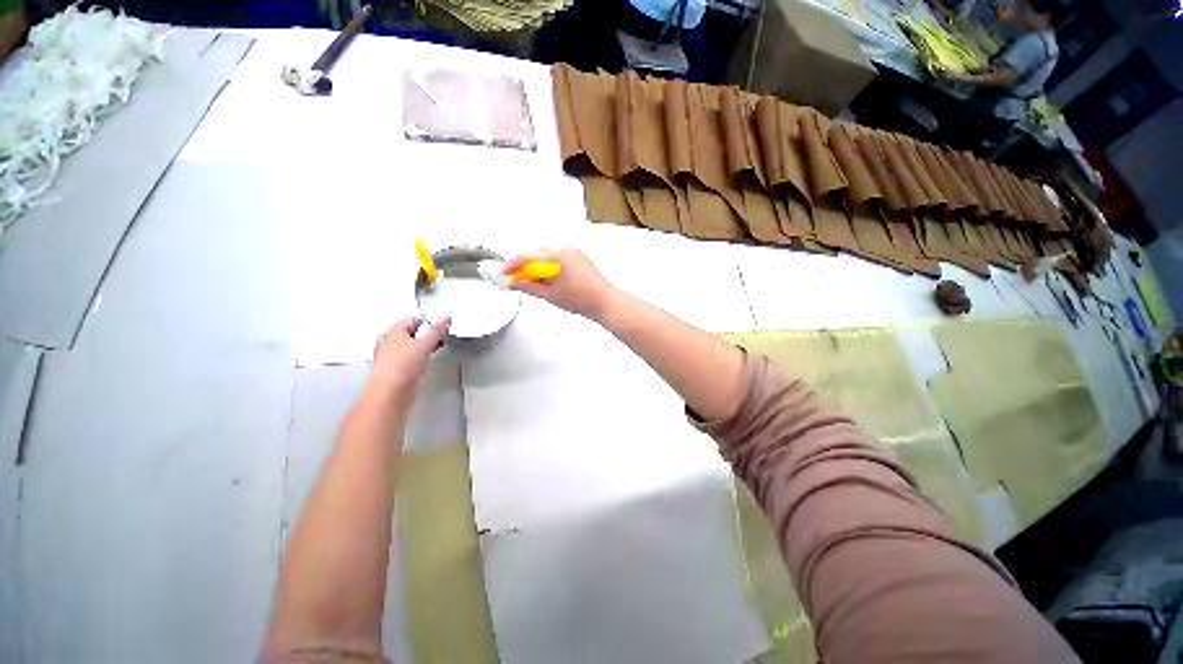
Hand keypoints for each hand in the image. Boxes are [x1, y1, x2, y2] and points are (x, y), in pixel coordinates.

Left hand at [367, 316, 450, 402]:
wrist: (391, 393)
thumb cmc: (403, 366)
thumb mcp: (424, 344)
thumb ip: (436, 331)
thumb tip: (445, 318)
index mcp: (393, 331)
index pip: (412, 319)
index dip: (428, 320)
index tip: (442, 325)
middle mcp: (389, 342)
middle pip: (411, 332)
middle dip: (426, 333)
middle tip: (441, 335)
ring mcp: (391, 356)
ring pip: (411, 345)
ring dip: (423, 345)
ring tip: (437, 347)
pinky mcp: (396, 369)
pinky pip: (410, 357)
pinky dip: (419, 357)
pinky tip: (427, 360)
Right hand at [504, 248, 616, 319]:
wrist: (605, 302)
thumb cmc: (583, 299)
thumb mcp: (549, 295)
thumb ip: (527, 286)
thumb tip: (513, 282)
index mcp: (556, 255)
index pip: (526, 256)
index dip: (511, 266)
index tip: (503, 274)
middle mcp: (565, 248)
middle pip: (535, 253)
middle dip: (523, 266)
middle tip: (514, 280)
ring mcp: (573, 251)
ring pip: (546, 255)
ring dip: (536, 266)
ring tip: (532, 282)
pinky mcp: (578, 257)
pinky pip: (557, 257)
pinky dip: (548, 266)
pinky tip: (547, 279)